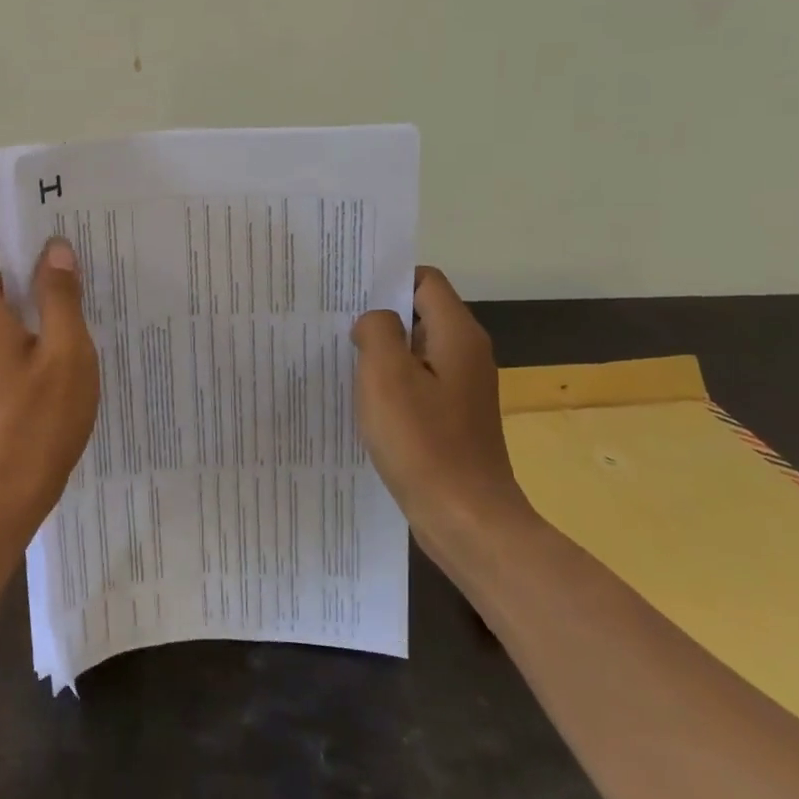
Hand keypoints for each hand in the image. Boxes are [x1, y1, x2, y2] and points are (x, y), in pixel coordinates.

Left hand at [0, 219, 99, 538]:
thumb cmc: (35, 421)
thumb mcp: (65, 352)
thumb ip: (60, 295)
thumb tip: (55, 249)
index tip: (32, 234)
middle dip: (26, 269)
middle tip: (76, 272)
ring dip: (29, 307)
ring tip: (79, 316)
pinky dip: (21, 338)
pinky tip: (61, 361)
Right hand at [351, 267, 534, 562]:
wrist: (466, 519)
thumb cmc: (423, 442)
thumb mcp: (386, 376)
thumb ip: (376, 331)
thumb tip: (374, 322)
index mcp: (457, 335)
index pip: (424, 280)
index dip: (386, 278)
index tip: (347, 290)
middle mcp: (466, 354)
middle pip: (419, 313)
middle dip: (378, 314)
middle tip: (332, 321)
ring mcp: (461, 388)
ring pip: (415, 350)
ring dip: (381, 351)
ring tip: (339, 357)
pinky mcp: (452, 417)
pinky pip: (417, 382)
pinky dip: (390, 382)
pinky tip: (362, 398)